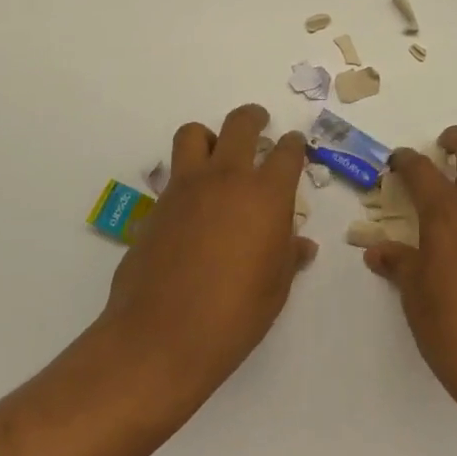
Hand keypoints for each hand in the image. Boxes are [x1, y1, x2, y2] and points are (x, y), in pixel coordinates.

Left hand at [94, 105, 316, 408]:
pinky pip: (173, 174)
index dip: (294, 145)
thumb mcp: (275, 288)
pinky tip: (193, 206)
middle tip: (259, 124)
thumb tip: (301, 245)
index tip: (295, 145)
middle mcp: (226, 179)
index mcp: (266, 195)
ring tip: (217, 154)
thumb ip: (287, 256)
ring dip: (210, 136)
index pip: (287, 152)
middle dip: (253, 118)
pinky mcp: (156, 206)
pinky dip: (186, 176)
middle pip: (240, 125)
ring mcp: (185, 189)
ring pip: (194, 134)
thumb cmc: (234, 315)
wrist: (162, 337)